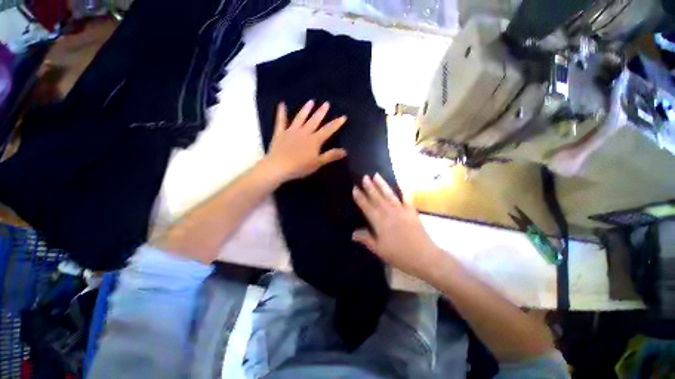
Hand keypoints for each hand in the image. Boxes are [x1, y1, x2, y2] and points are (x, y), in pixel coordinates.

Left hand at [263, 100, 346, 182]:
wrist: (279, 167)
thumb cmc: (300, 167)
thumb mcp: (318, 163)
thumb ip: (331, 156)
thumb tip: (344, 151)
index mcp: (314, 140)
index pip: (328, 130)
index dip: (336, 124)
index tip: (343, 116)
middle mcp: (304, 132)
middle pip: (314, 121)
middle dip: (321, 112)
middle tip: (326, 103)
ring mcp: (291, 131)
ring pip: (300, 118)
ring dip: (305, 110)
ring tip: (311, 101)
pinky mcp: (280, 133)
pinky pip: (280, 121)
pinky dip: (281, 113)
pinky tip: (281, 104)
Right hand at [352, 174, 443, 278]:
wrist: (423, 257)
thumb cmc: (399, 255)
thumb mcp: (379, 249)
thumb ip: (366, 239)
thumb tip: (352, 233)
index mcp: (379, 222)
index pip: (366, 207)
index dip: (360, 197)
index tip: (355, 188)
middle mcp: (389, 212)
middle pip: (377, 197)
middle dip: (370, 187)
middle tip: (364, 177)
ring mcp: (401, 210)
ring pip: (389, 194)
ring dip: (382, 184)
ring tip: (376, 175)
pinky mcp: (411, 211)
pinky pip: (407, 198)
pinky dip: (404, 190)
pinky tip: (401, 184)